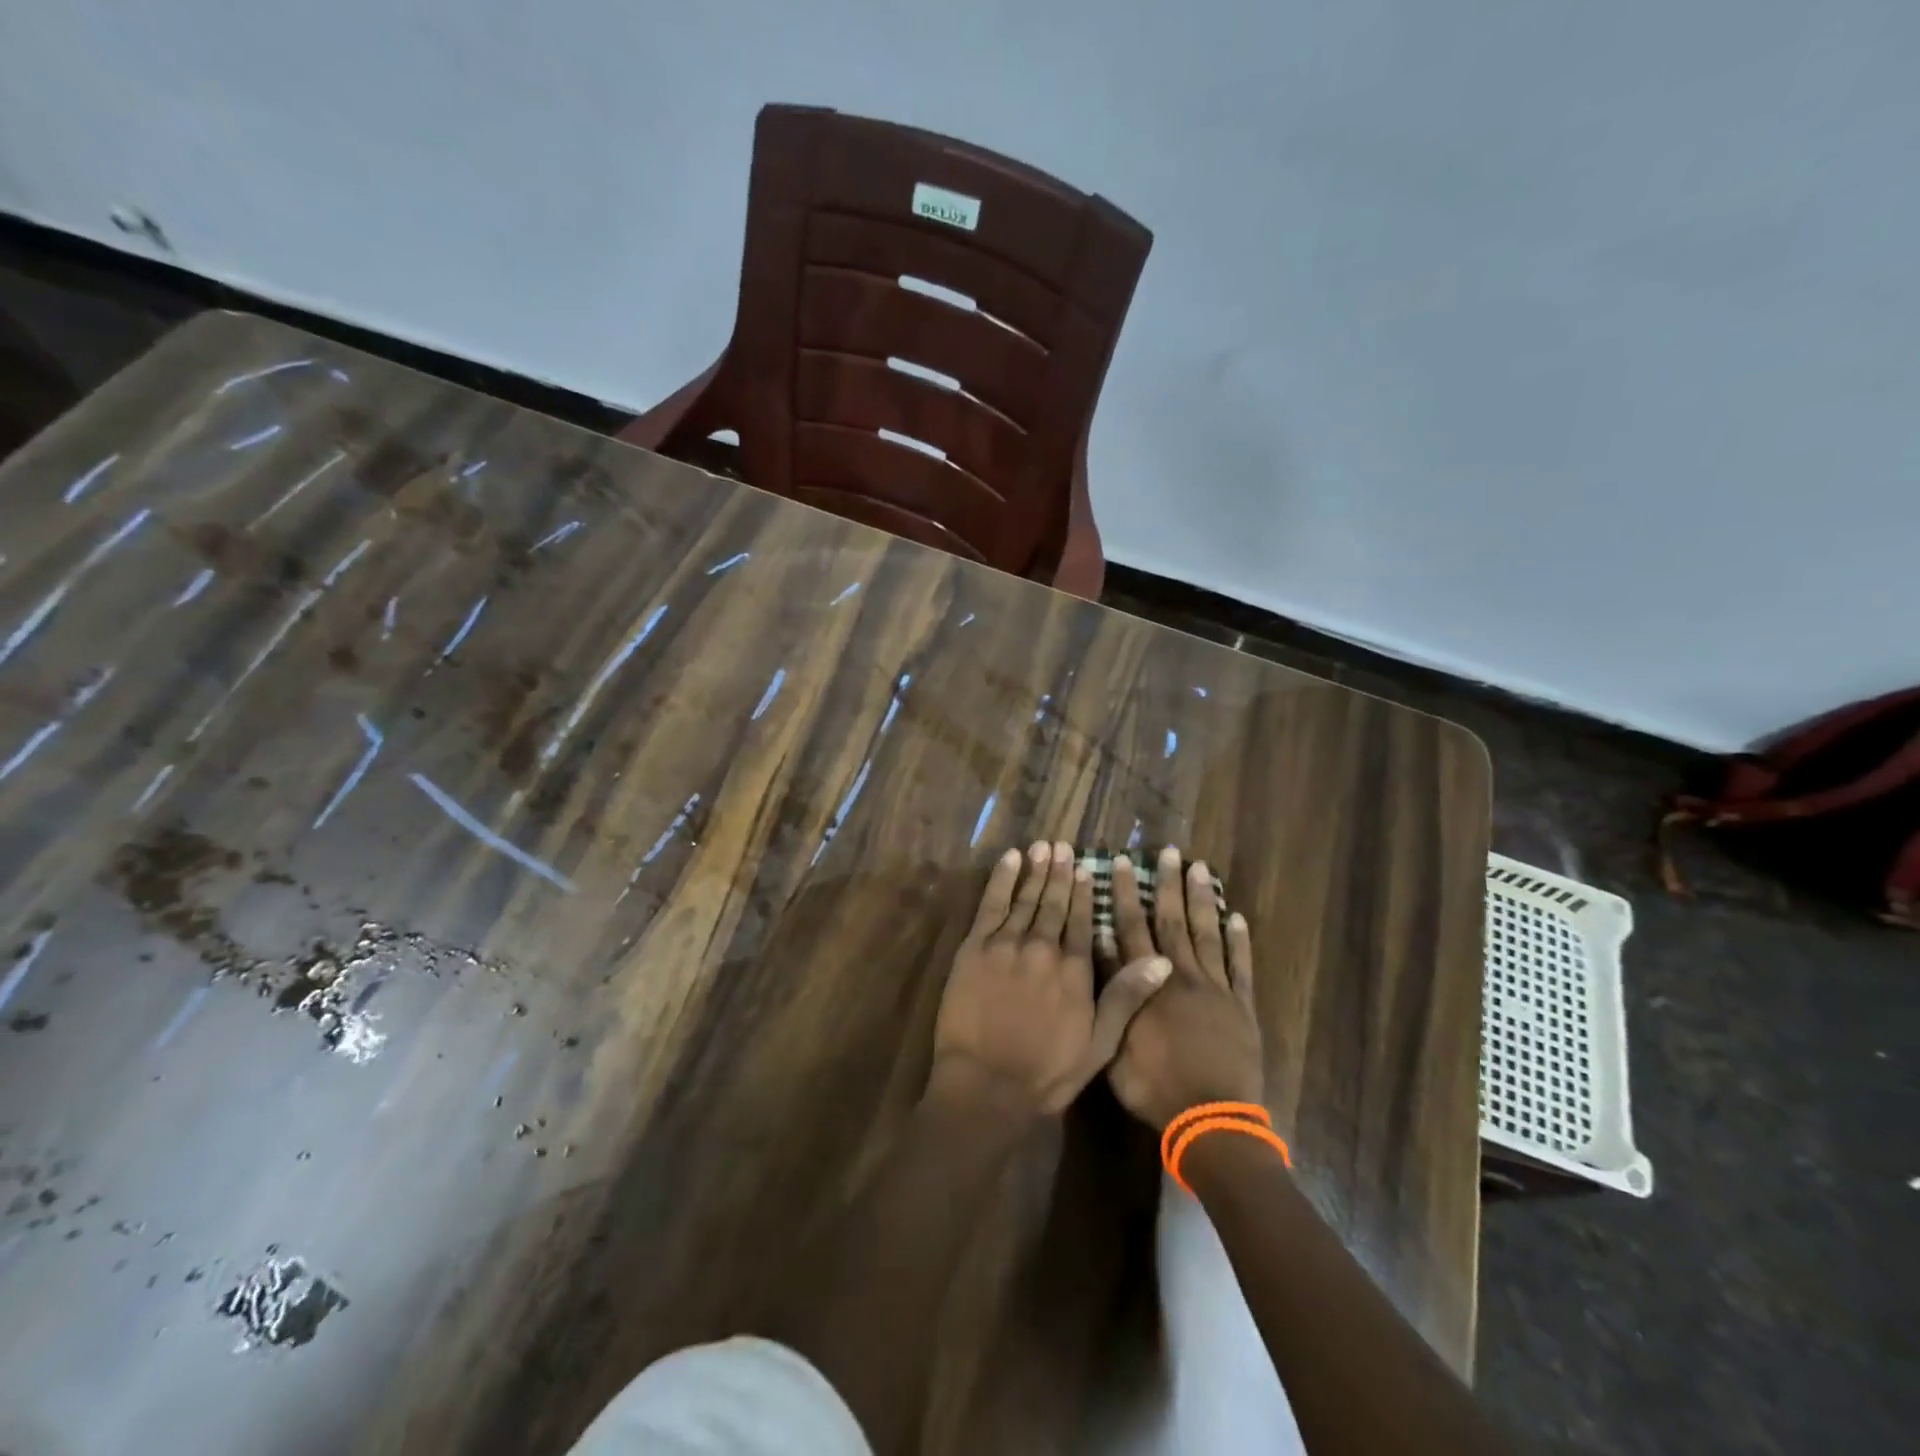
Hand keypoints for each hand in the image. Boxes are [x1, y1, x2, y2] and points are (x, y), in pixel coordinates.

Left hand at [930, 841, 1172, 1120]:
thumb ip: (1125, 997)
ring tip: (1043, 847)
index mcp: (1074, 969)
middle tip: (1063, 846)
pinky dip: (1002, 879)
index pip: (1081, 921)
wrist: (987, 1083)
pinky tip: (1011, 860)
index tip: (1086, 868)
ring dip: (1036, 871)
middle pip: (1053, 903)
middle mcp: (1043, 947)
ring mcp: (1007, 944)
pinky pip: (991, 903)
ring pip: (1025, 898)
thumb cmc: (1046, 1071)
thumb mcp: (1099, 1043)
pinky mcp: (975, 947)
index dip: (1084, 893)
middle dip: (1060, 873)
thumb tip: (1162, 961)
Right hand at [1100, 846, 1265, 1130]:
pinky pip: (1242, 967)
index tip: (1123, 863)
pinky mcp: (1243, 1007)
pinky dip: (1240, 941)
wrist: (1210, 1120)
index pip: (1132, 928)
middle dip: (1168, 884)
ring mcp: (1217, 989)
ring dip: (1203, 900)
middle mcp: (1182, 975)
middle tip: (1168, 852)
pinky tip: (1238, 917)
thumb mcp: (1114, 1044)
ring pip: (1207, 934)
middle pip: (1172, 921)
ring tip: (1200, 868)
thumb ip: (1112, 993)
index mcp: (1149, 984)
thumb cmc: (1154, 1086)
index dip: (1126, 894)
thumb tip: (1101, 948)